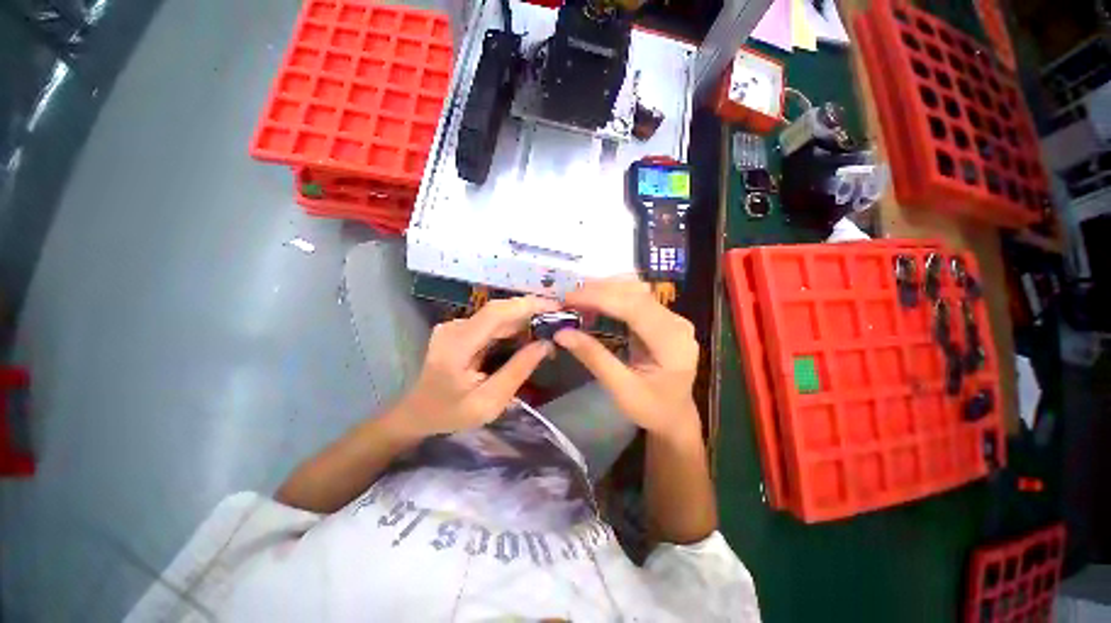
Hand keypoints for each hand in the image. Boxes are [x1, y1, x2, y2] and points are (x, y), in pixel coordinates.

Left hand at [389, 296, 558, 437]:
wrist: (417, 413)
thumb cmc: (450, 414)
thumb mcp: (489, 402)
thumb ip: (517, 371)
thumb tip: (545, 345)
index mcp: (456, 347)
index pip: (495, 313)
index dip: (527, 305)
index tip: (556, 307)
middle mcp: (454, 328)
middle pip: (498, 311)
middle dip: (531, 312)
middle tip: (558, 320)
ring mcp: (454, 326)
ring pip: (496, 315)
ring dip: (523, 319)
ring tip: (548, 329)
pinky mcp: (459, 329)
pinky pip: (491, 322)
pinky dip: (512, 326)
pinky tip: (528, 335)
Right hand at [554, 279, 700, 440]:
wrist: (675, 417)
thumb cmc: (652, 410)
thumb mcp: (621, 390)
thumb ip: (594, 358)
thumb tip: (562, 333)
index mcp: (672, 341)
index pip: (634, 307)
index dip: (599, 298)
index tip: (568, 299)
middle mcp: (676, 323)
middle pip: (635, 294)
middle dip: (598, 290)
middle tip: (567, 297)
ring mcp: (672, 318)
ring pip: (635, 291)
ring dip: (604, 289)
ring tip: (577, 296)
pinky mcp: (663, 319)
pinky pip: (636, 299)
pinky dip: (612, 296)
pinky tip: (594, 300)